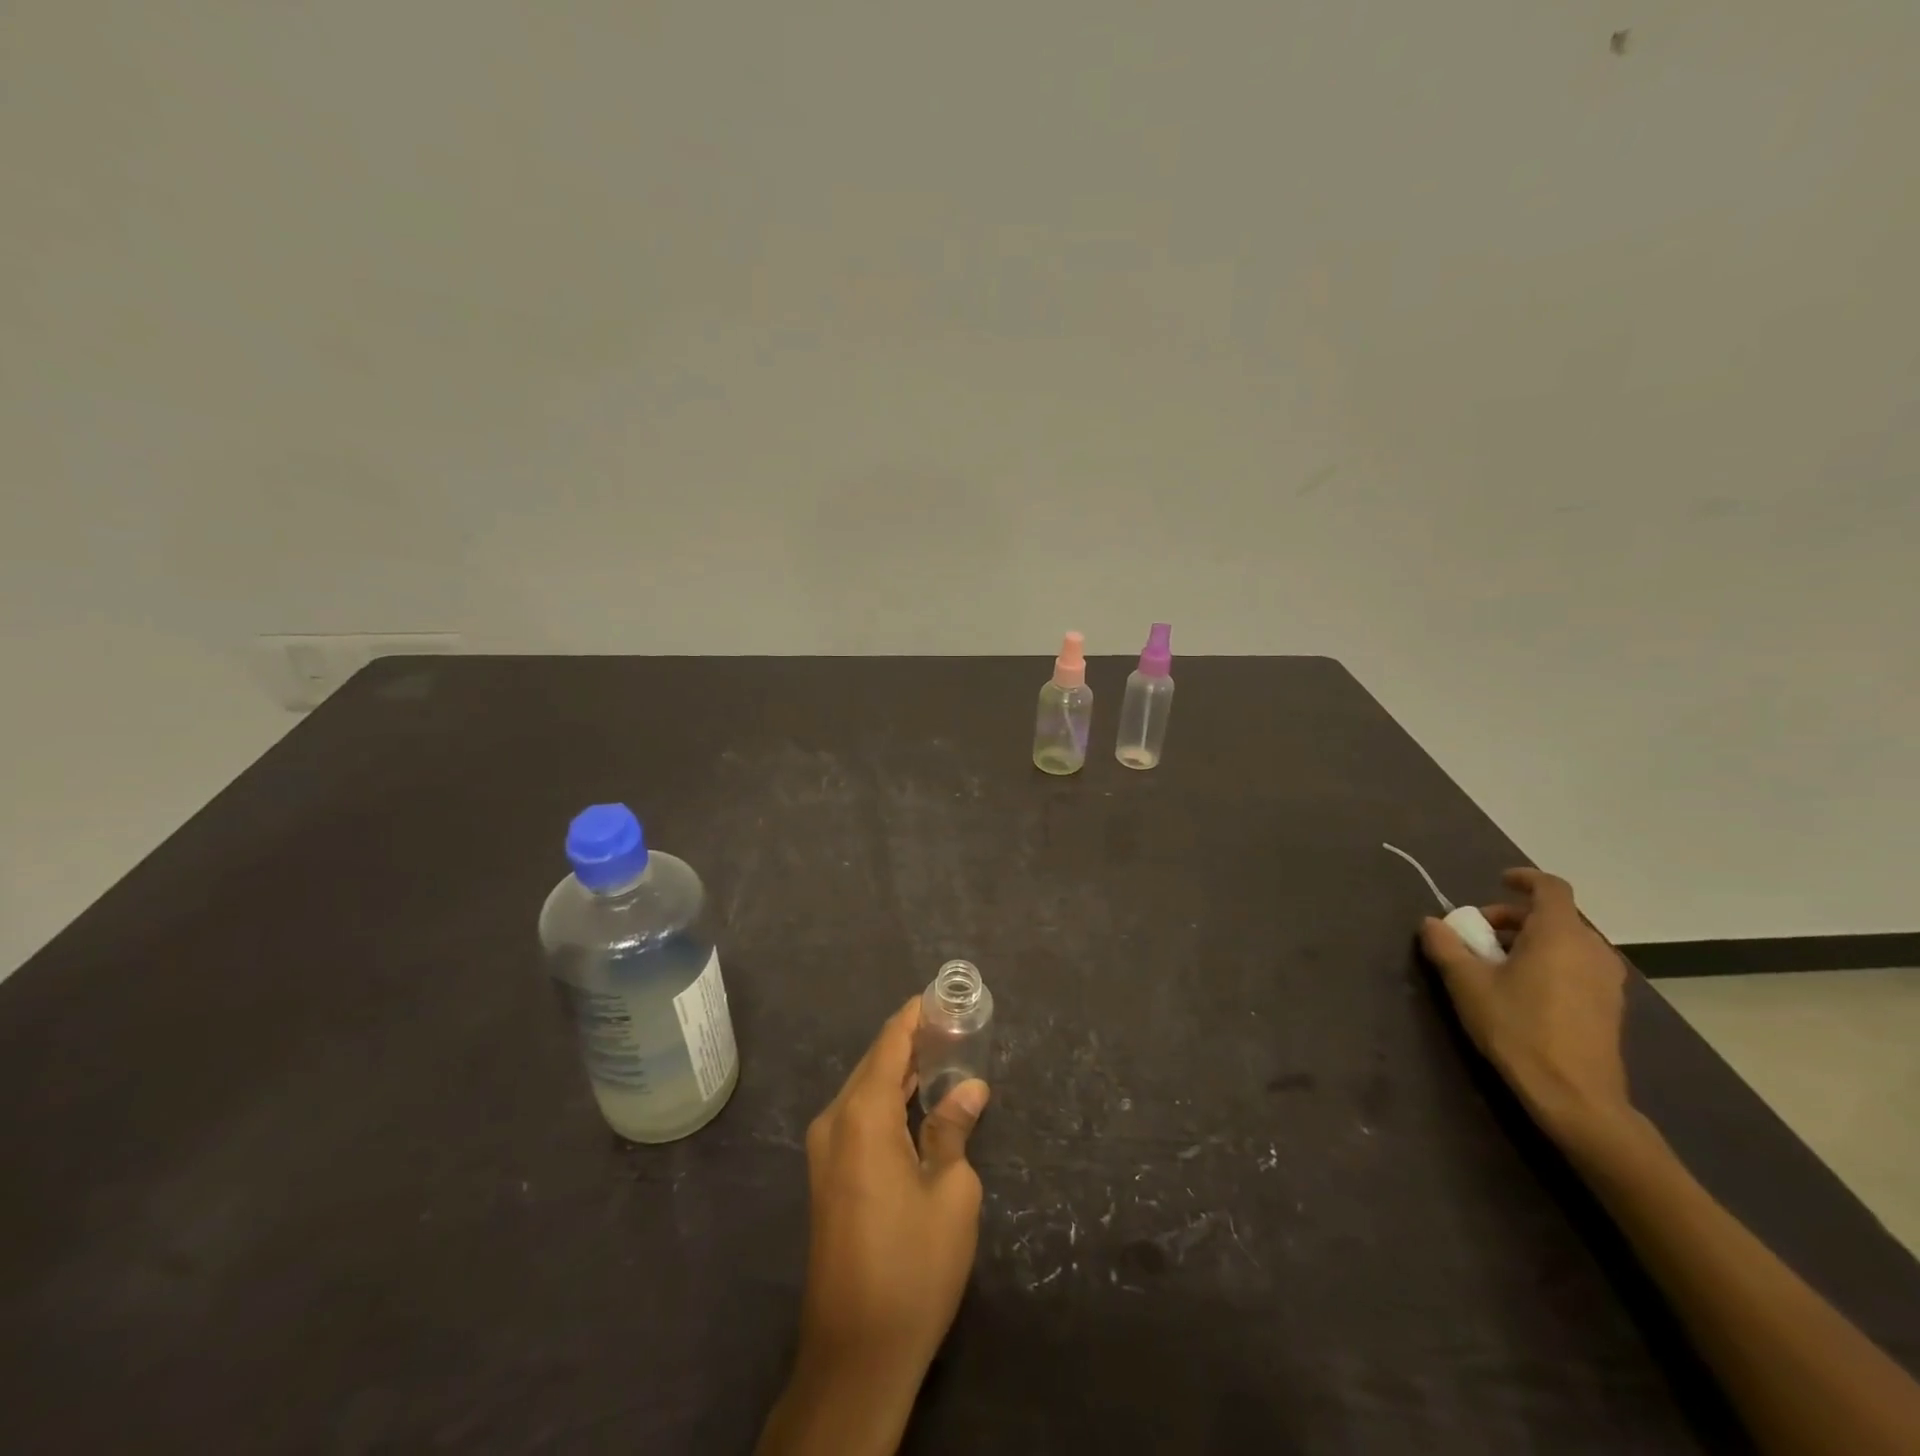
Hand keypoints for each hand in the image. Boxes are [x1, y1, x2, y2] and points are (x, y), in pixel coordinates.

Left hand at [758, 999, 989, 1455]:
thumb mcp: (951, 1194)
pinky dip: (886, 1099)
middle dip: (909, 1040)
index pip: (889, 1046)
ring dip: (898, 1071)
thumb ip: (954, 1130)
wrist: (855, 1353)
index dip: (913, 1017)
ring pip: (864, 1090)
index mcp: (863, 1116)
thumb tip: (970, 1088)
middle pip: (874, 1063)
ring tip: (941, 1053)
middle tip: (950, 1024)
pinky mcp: (827, 1176)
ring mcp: (824, 1151)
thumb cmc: (912, 1267)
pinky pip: (857, 1116)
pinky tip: (915, 1101)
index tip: (938, 995)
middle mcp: (834, 1122)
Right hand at [1420, 868, 1629, 1143]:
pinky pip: (1579, 964)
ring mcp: (1608, 979)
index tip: (1498, 881)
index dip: (1524, 879)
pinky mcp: (1611, 1005)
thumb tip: (1432, 923)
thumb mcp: (1467, 984)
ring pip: (1568, 941)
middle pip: (1555, 915)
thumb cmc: (1518, 1028)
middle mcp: (1592, 949)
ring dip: (1532, 940)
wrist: (1575, 1095)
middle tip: (1480, 934)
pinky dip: (1551, 961)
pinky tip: (1525, 988)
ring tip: (1498, 963)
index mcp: (1559, 934)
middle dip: (1515, 916)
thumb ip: (1446, 946)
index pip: (1550, 888)